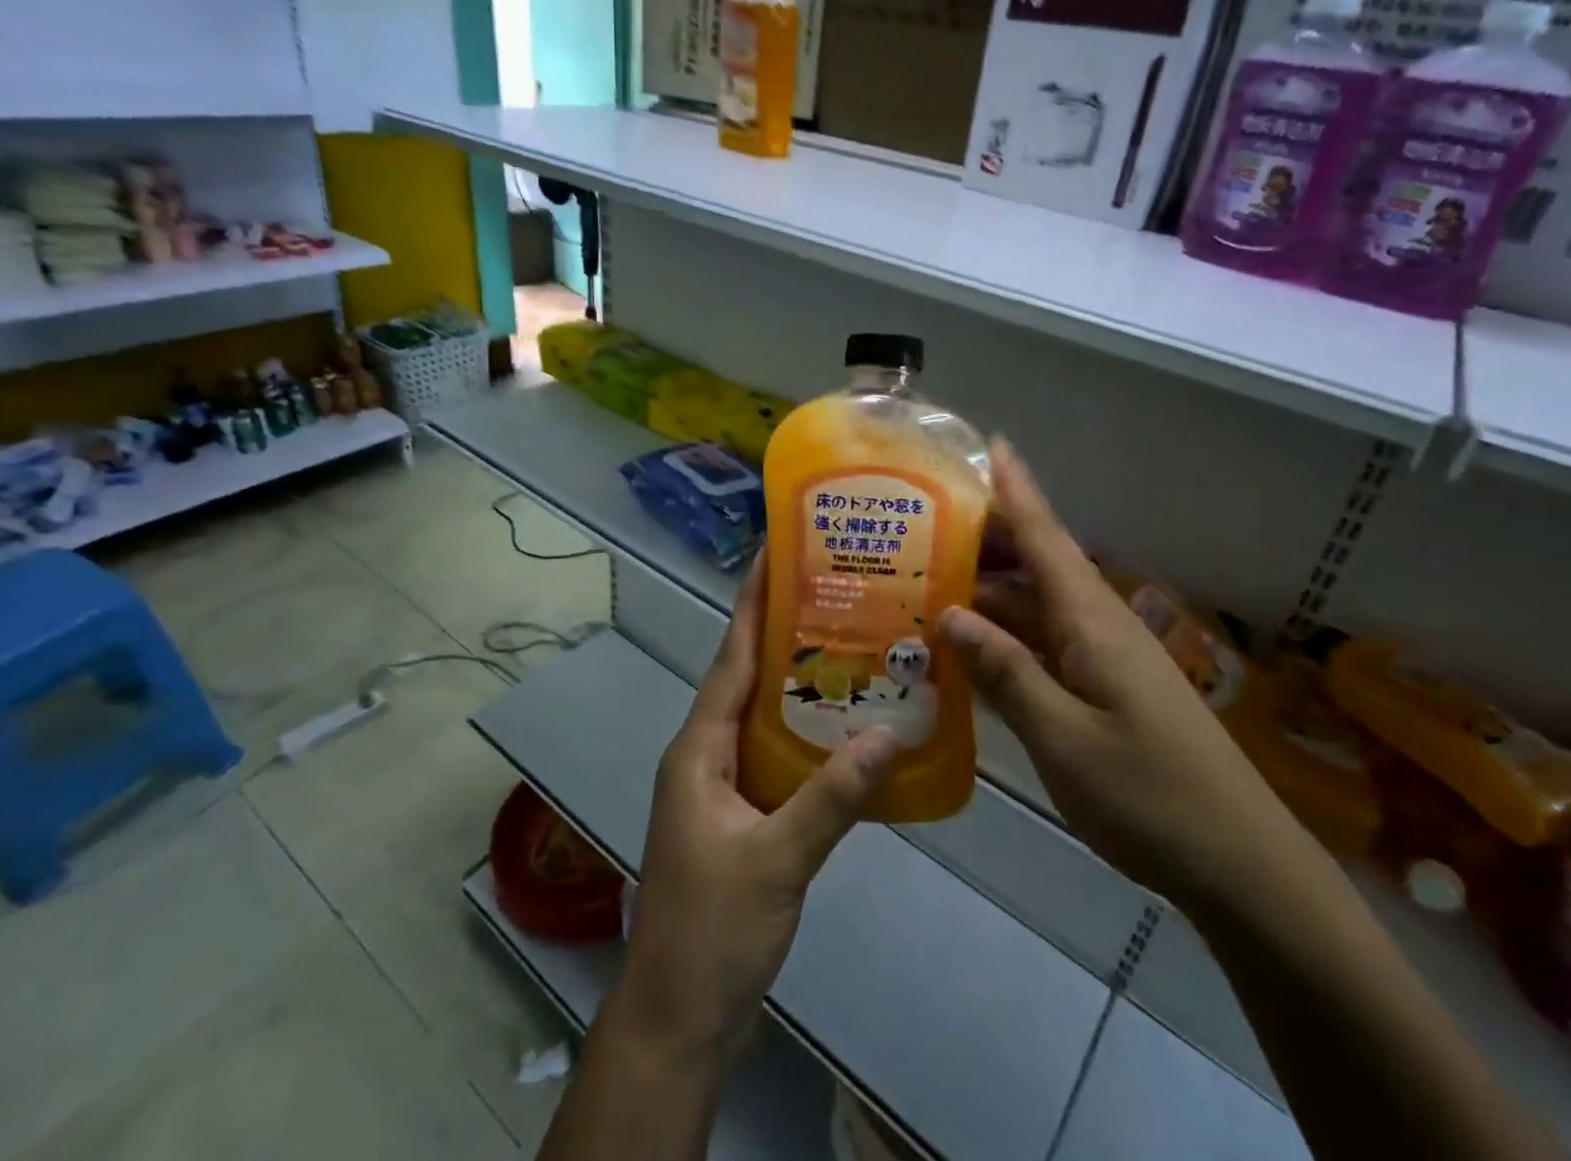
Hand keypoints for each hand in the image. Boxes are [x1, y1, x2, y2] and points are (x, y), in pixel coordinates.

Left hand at [618, 550, 899, 1061]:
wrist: (679, 1019)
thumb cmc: (711, 930)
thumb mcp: (776, 860)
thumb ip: (832, 797)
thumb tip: (891, 732)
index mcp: (699, 747)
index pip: (731, 655)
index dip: (752, 602)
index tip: (776, 551)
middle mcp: (706, 752)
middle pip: (748, 675)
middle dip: (784, 629)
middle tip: (837, 589)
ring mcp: (722, 784)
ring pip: (764, 713)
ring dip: (800, 679)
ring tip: (852, 642)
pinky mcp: (741, 813)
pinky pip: (776, 752)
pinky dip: (807, 731)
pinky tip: (848, 726)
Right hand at [940, 441, 1302, 913]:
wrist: (1240, 865)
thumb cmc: (1150, 796)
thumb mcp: (1063, 738)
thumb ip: (1005, 673)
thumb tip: (951, 614)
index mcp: (1091, 621)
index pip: (1046, 536)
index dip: (1017, 489)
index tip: (991, 443)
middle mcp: (1097, 626)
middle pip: (1035, 564)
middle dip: (985, 538)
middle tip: (922, 524)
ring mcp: (1103, 660)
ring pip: (1035, 607)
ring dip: (988, 592)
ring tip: (927, 583)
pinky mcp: (1104, 690)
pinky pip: (1043, 646)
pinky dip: (1004, 639)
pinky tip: (968, 651)